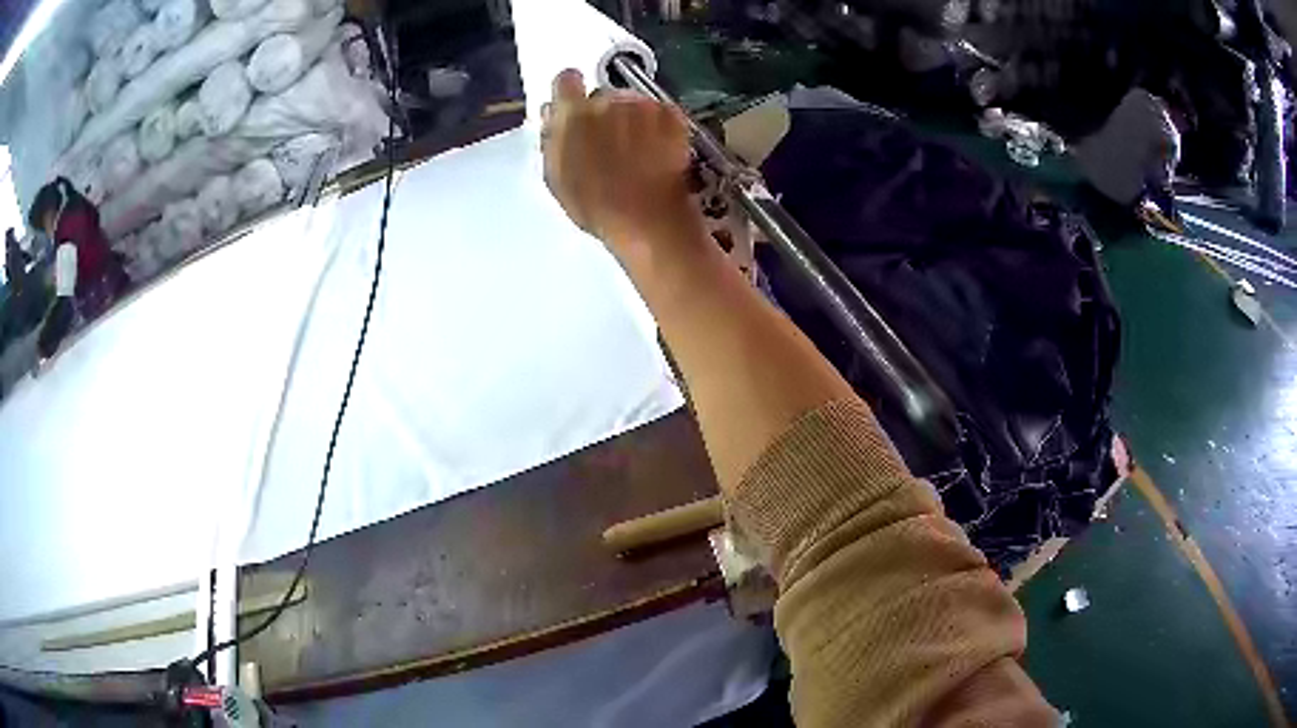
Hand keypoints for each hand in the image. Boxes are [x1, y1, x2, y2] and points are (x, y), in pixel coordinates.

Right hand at [541, 69, 696, 252]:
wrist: (648, 218)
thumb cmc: (595, 205)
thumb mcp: (558, 176)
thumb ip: (552, 137)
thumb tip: (551, 111)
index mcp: (573, 114)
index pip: (566, 80)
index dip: (570, 91)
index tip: (575, 106)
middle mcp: (607, 100)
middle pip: (603, 95)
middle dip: (605, 113)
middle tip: (611, 144)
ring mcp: (642, 105)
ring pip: (632, 102)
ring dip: (633, 119)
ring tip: (639, 152)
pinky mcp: (671, 113)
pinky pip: (659, 111)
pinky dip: (659, 126)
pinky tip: (658, 151)